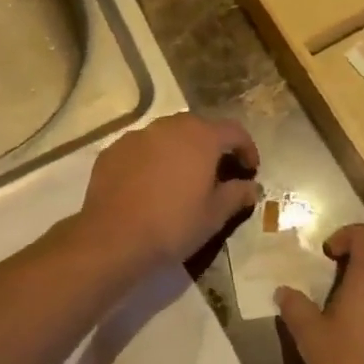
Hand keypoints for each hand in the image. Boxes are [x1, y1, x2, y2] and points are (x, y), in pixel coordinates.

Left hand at [78, 113, 259, 271]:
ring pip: (167, 135)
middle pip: (198, 127)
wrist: (114, 237)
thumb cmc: (173, 224)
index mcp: (200, 137)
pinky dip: (152, 160)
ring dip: (180, 150)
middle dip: (212, 146)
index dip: (247, 148)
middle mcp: (169, 127)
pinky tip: (149, 185)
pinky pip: (141, 148)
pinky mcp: (113, 150)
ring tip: (181, 178)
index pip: (234, 131)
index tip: (250, 170)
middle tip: (216, 172)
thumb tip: (251, 187)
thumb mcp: (214, 215)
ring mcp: (137, 136)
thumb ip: (236, 195)